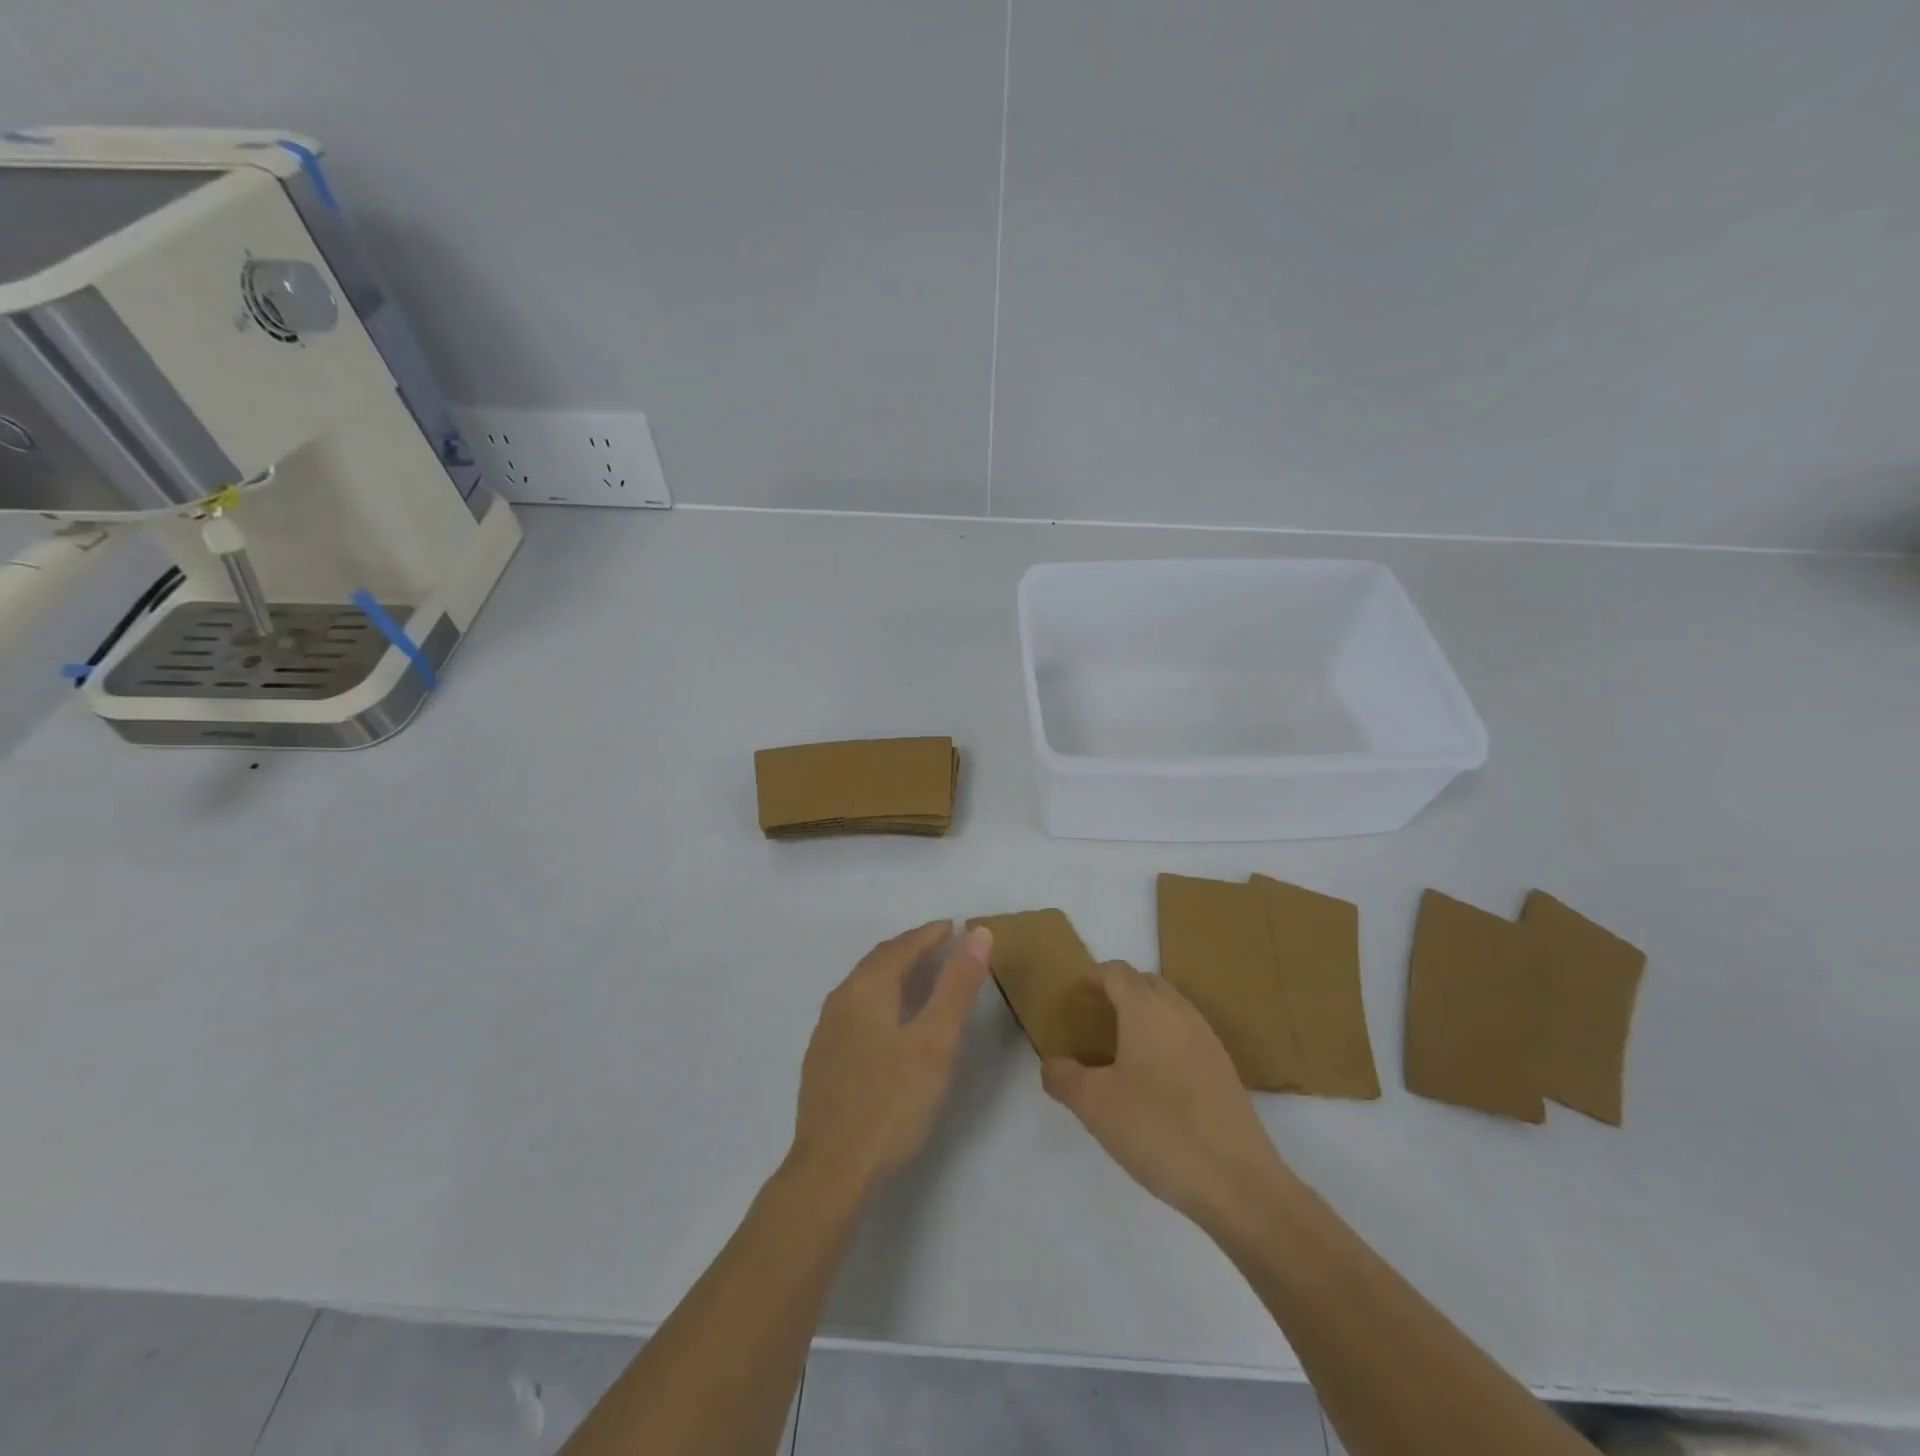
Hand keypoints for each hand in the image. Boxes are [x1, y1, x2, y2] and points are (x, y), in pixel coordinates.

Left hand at [788, 922, 991, 1199]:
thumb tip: (977, 933)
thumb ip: (957, 985)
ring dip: (895, 972)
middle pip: (879, 961)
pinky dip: (881, 998)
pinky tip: (892, 1020)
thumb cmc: (891, 1102)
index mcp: (865, 989)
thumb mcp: (935, 1041)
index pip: (902, 946)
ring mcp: (827, 1031)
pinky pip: (856, 1009)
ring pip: (865, 985)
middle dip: (912, 948)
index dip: (931, 934)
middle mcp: (840, 1000)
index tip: (956, 927)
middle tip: (943, 945)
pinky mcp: (823, 1059)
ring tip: (923, 975)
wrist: (831, 1170)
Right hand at [1042, 962, 1289, 1226]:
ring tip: (1120, 1047)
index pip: (1116, 972)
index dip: (1092, 977)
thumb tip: (1052, 1064)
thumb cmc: (1157, 1130)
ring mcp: (1207, 1039)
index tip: (1074, 996)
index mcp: (1146, 1009)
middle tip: (1094, 1018)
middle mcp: (1180, 1012)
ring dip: (1144, 1014)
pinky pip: (1186, 1034)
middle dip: (1118, 991)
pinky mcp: (1224, 1069)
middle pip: (1145, 983)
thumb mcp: (1094, 1105)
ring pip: (1169, 1007)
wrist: (1238, 1181)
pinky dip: (1164, 1038)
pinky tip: (1153, 1078)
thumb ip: (1063, 1077)